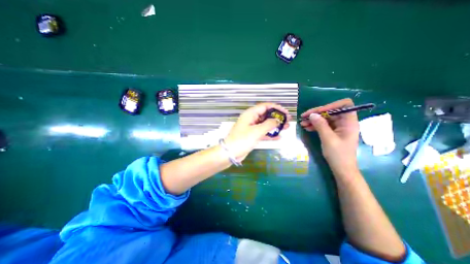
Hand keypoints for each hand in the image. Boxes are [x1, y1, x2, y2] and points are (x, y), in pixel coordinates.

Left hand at [224, 102, 290, 159]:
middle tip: (288, 121)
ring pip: (265, 124)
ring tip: (286, 128)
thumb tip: (278, 120)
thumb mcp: (257, 131)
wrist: (231, 153)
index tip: (285, 112)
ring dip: (275, 126)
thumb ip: (269, 124)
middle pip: (266, 115)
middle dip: (277, 117)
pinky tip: (278, 137)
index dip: (276, 108)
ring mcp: (252, 127)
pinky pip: (263, 132)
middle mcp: (251, 119)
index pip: (265, 106)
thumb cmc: (242, 140)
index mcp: (250, 114)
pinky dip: (270, 134)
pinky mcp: (252, 135)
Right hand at [301, 98, 360, 173]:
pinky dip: (315, 125)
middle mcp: (345, 122)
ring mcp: (338, 127)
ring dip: (314, 120)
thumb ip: (320, 125)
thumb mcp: (328, 139)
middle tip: (304, 117)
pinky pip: (323, 125)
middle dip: (317, 113)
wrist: (341, 168)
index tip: (318, 111)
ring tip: (302, 123)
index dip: (331, 105)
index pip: (344, 105)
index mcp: (349, 122)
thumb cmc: (338, 154)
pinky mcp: (333, 132)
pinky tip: (306, 128)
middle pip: (331, 111)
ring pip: (325, 118)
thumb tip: (312, 114)